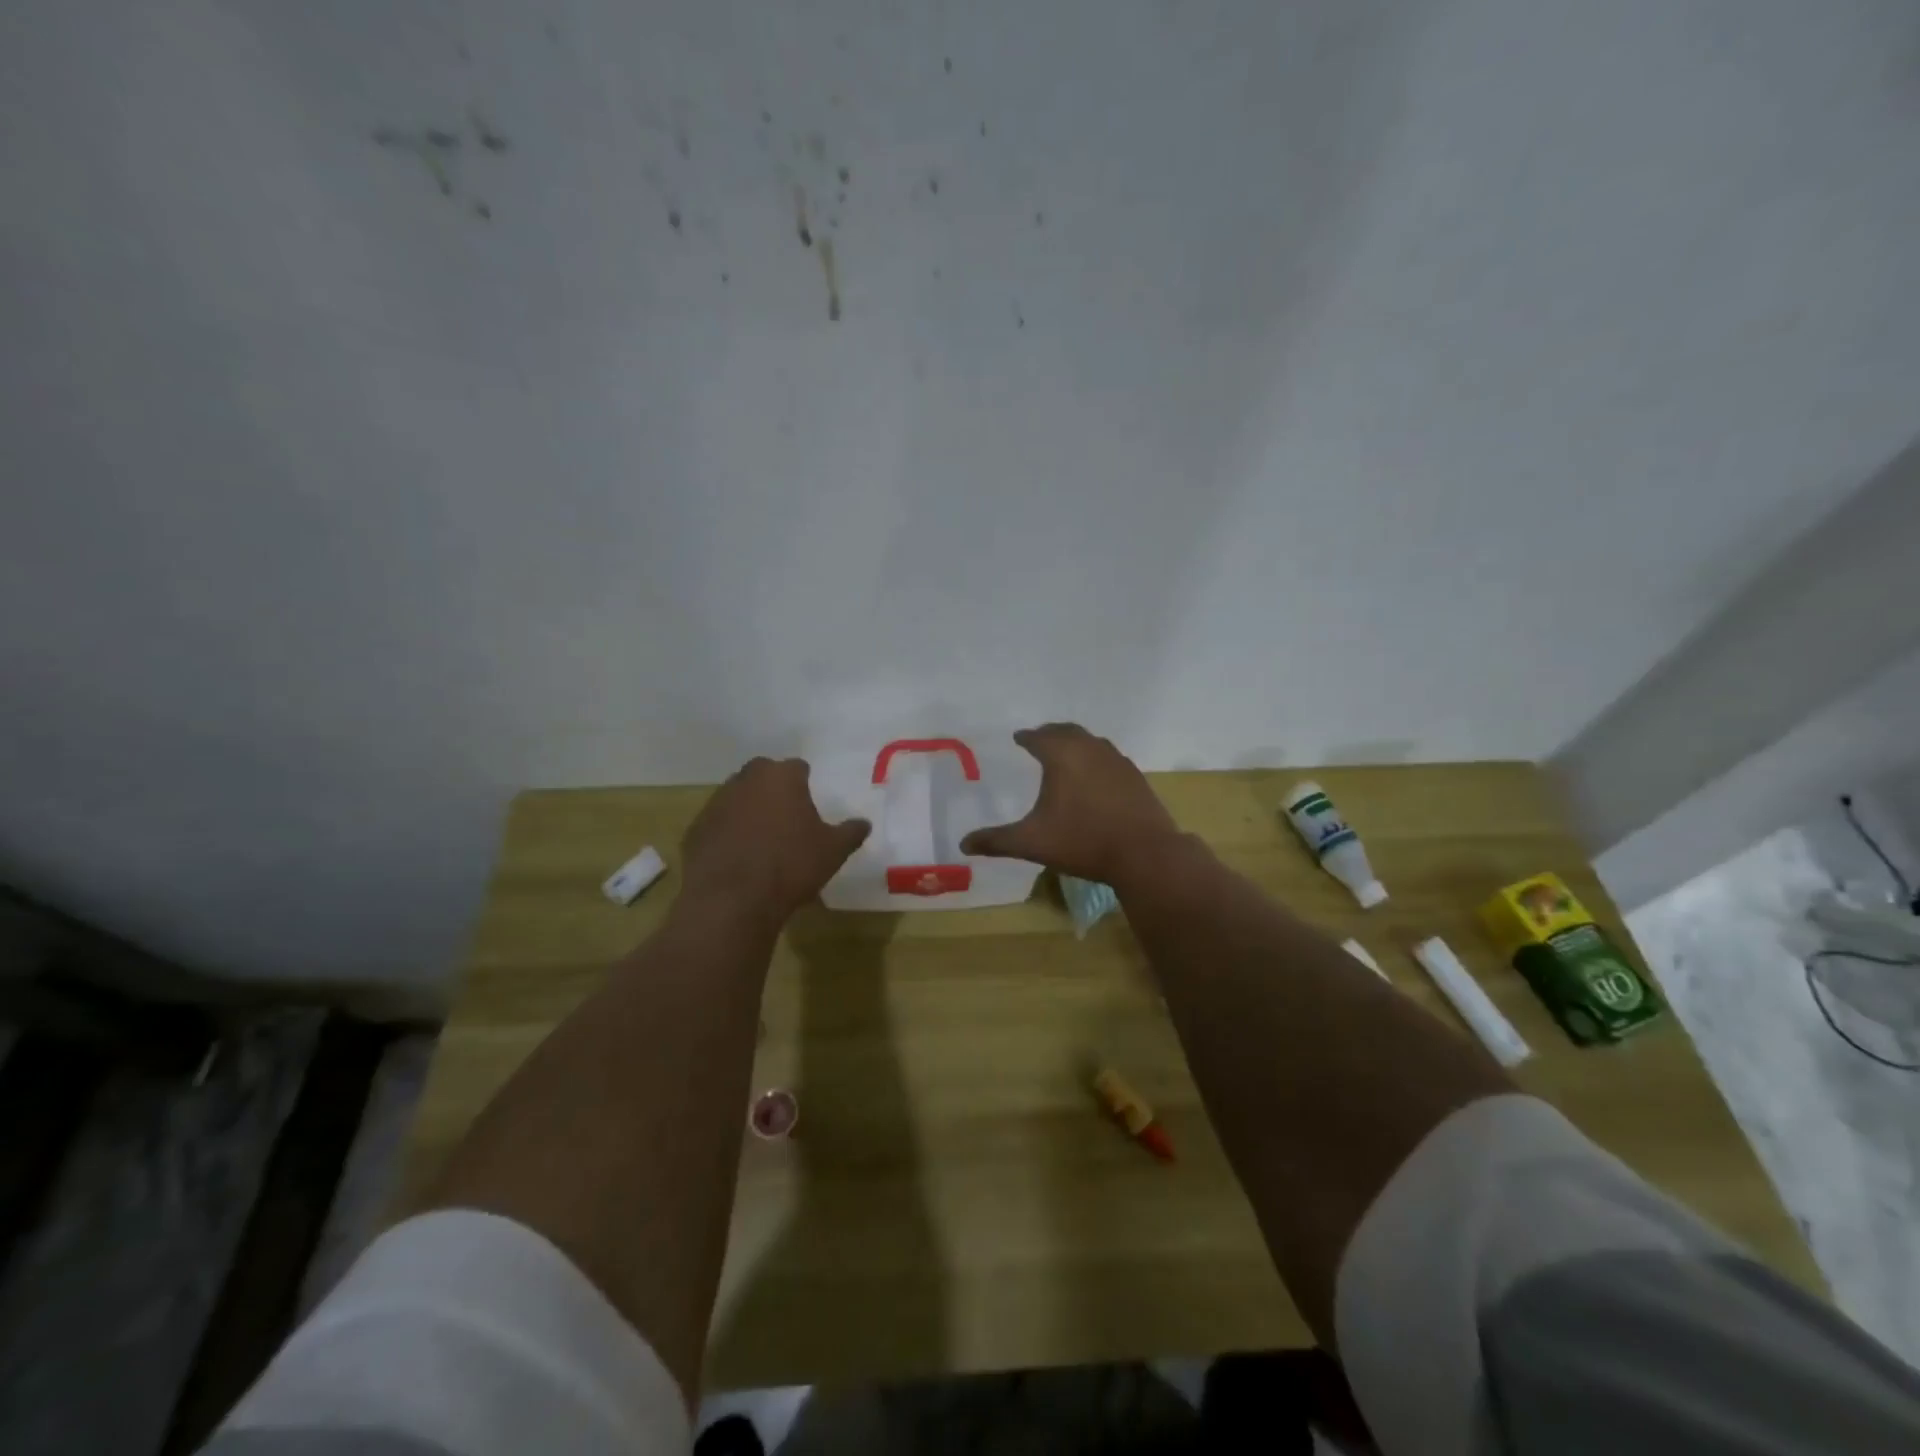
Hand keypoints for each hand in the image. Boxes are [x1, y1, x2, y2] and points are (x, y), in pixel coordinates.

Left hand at [681, 758, 870, 927]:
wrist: (733, 900)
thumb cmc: (791, 866)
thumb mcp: (833, 851)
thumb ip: (850, 832)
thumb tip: (864, 824)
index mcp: (782, 777)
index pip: (798, 767)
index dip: (805, 782)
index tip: (810, 801)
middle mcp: (746, 780)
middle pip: (763, 774)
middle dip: (774, 789)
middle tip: (786, 816)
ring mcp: (716, 803)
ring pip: (736, 797)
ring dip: (748, 809)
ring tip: (762, 839)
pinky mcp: (695, 829)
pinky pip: (717, 824)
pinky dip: (727, 833)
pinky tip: (738, 857)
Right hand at [959, 724, 1180, 885]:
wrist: (1144, 853)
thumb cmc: (1082, 841)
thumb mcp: (1032, 843)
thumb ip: (996, 841)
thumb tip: (964, 844)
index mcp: (1062, 756)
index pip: (1039, 738)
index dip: (1026, 737)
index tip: (1019, 737)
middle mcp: (1090, 749)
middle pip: (1067, 732)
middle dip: (1051, 733)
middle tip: (1039, 738)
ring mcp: (1117, 761)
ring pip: (1091, 741)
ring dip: (1075, 742)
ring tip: (1066, 752)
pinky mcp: (1135, 777)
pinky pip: (1109, 757)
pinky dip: (1096, 757)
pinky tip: (1096, 775)